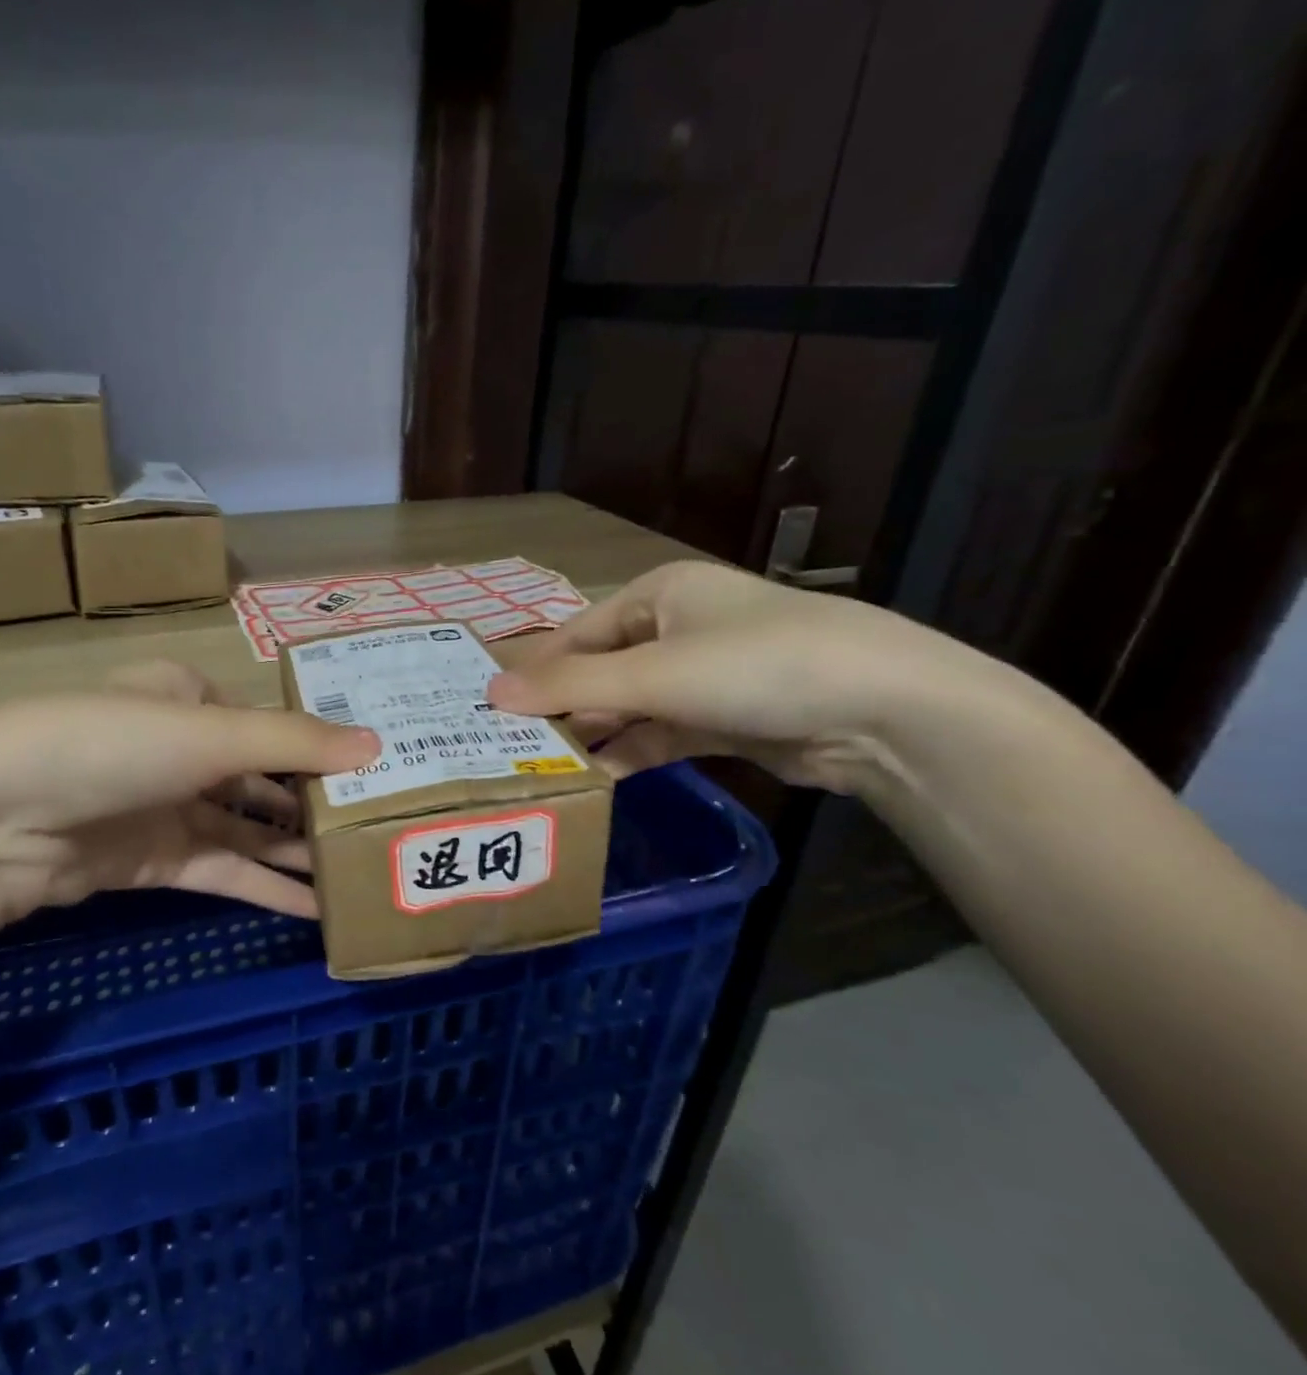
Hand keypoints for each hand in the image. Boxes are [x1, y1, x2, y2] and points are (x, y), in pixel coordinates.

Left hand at [0, 689, 371, 928]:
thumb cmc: (111, 745)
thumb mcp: (211, 733)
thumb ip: (295, 744)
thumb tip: (378, 745)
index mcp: (190, 696)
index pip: (270, 720)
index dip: (322, 745)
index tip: (377, 768)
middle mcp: (181, 747)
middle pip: (263, 776)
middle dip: (315, 802)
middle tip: (380, 824)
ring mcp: (167, 807)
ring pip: (247, 829)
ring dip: (295, 851)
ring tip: (360, 869)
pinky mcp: (155, 861)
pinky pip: (223, 870)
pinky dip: (264, 888)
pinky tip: (314, 908)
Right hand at [488, 560, 989, 793]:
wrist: (884, 711)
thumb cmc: (755, 666)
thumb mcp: (653, 673)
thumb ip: (570, 685)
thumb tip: (490, 695)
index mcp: (659, 594)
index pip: (576, 632)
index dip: (535, 670)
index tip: (491, 710)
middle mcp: (678, 627)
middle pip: (602, 669)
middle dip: (563, 708)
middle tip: (510, 748)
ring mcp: (706, 675)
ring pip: (632, 706)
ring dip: (596, 735)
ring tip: (544, 771)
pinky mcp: (728, 718)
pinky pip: (663, 734)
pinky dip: (634, 753)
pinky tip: (599, 780)